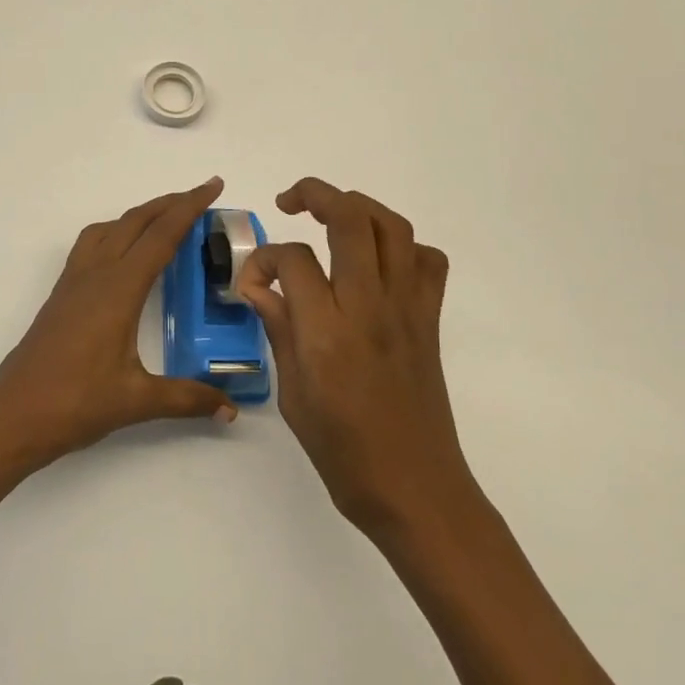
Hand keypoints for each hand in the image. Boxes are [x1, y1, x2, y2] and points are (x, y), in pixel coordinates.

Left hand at [0, 178, 237, 471]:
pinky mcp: (62, 294)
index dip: (189, 207)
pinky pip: (92, 245)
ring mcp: (74, 281)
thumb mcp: (137, 401)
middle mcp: (96, 273)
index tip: (213, 185)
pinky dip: (116, 232)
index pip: (161, 236)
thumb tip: (231, 409)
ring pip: (111, 228)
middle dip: (170, 202)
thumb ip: (187, 398)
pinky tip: (125, 254)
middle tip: (202, 195)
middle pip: (136, 221)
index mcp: (119, 288)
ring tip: (166, 218)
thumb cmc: (74, 403)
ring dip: (141, 215)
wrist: (12, 415)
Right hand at [238, 177, 469, 536]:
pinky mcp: (430, 318)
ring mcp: (407, 308)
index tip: (253, 283)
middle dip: (315, 194)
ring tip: (331, 215)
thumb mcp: (293, 396)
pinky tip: (377, 263)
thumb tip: (259, 287)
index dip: (264, 260)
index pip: (293, 259)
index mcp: (328, 332)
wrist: (415, 489)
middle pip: (350, 218)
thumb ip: (279, 330)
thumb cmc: (344, 453)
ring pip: (392, 227)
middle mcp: (370, 306)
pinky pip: (427, 261)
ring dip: (358, 207)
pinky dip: (403, 247)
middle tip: (289, 202)